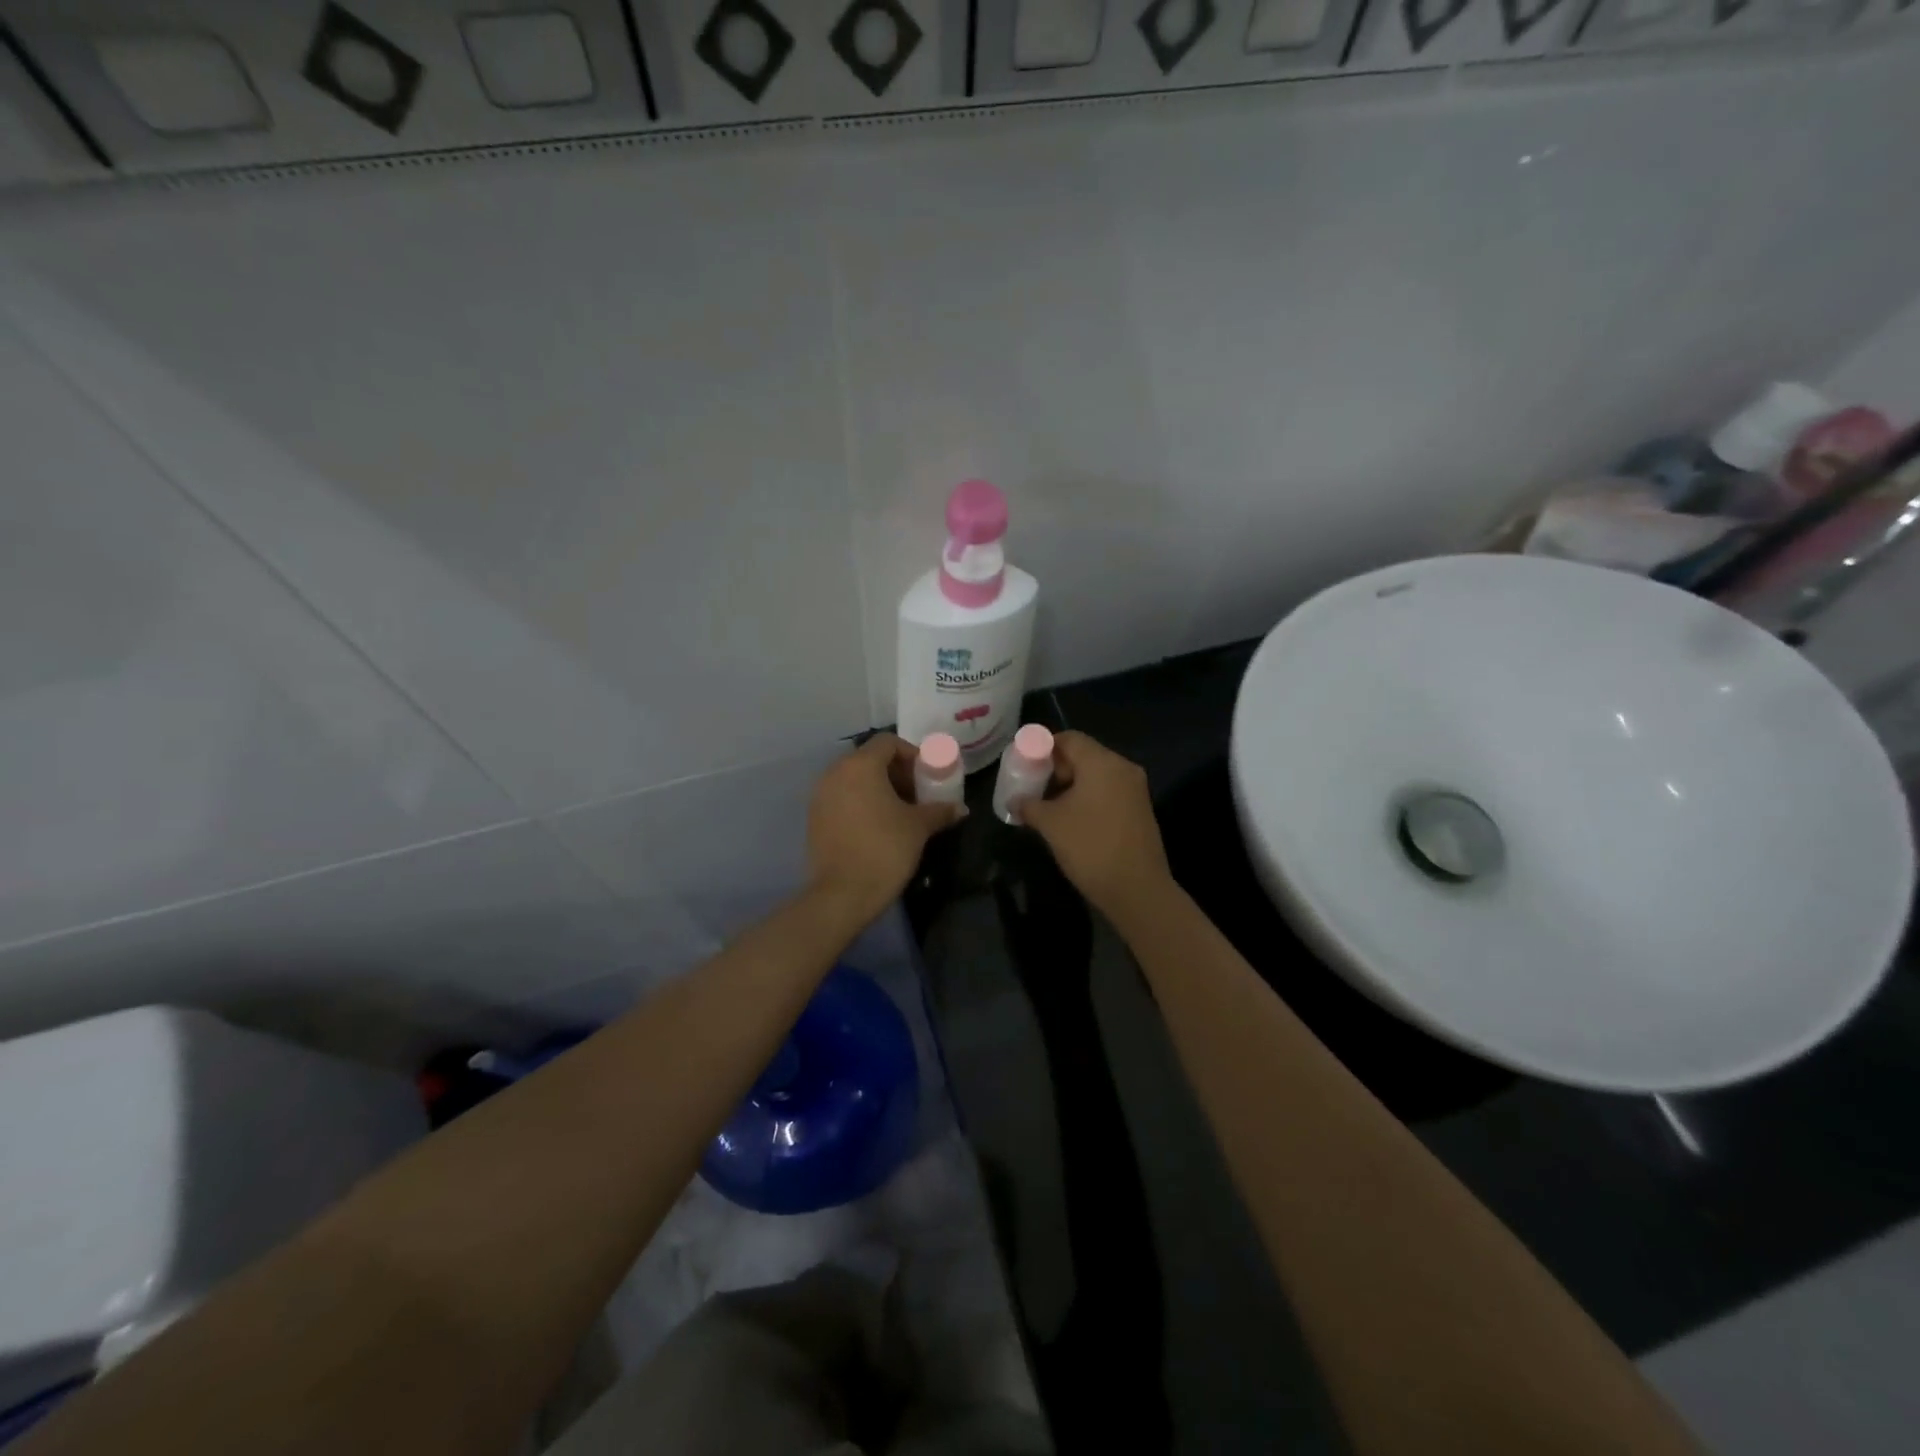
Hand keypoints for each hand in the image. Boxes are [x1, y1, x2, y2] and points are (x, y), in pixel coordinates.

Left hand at [807, 734, 964, 920]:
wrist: (843, 894)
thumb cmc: (885, 849)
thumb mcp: (918, 827)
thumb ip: (940, 810)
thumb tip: (961, 808)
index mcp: (860, 766)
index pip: (888, 742)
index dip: (912, 754)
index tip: (927, 776)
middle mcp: (835, 773)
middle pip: (870, 759)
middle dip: (896, 773)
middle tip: (917, 795)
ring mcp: (820, 795)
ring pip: (854, 779)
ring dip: (879, 788)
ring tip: (900, 813)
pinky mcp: (814, 818)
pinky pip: (842, 798)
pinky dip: (861, 803)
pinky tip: (878, 827)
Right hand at [1020, 731, 1172, 918]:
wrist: (1137, 890)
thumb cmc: (1090, 847)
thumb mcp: (1050, 824)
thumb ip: (1028, 805)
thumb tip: (1013, 801)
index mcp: (1102, 763)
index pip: (1069, 738)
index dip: (1042, 747)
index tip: (1023, 763)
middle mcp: (1122, 768)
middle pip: (1083, 755)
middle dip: (1054, 768)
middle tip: (1031, 786)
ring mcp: (1134, 790)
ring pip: (1095, 775)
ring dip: (1070, 785)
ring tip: (1046, 805)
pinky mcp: (1139, 810)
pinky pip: (1107, 792)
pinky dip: (1086, 797)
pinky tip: (1069, 819)